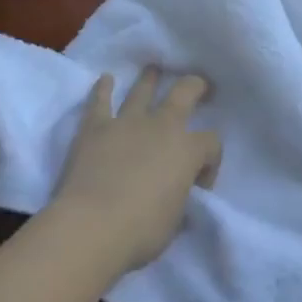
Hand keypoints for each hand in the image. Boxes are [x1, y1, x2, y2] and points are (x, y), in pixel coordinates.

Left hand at [50, 69, 221, 275]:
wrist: (91, 227)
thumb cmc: (140, 231)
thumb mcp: (174, 220)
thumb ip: (179, 199)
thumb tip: (177, 195)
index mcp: (188, 150)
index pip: (211, 143)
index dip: (211, 161)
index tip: (200, 183)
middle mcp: (162, 126)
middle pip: (185, 92)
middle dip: (195, 86)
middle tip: (199, 86)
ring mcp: (127, 122)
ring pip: (142, 90)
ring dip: (149, 79)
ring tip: (153, 69)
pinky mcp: (95, 128)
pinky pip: (100, 101)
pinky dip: (103, 89)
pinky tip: (105, 79)